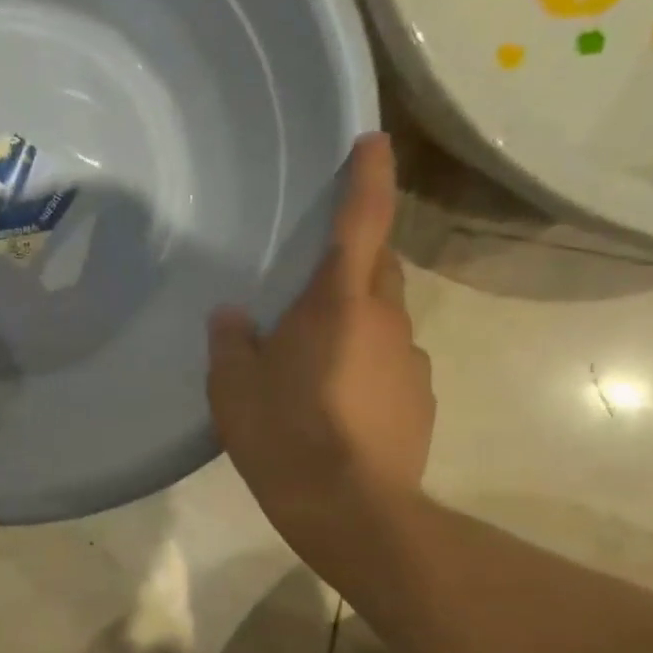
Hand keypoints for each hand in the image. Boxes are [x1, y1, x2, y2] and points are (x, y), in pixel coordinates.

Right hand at [208, 132, 434, 562]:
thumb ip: (231, 342)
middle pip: (378, 268)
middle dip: (355, 258)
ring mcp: (411, 362)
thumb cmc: (286, 435)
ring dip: (355, 321)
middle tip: (313, 279)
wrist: (352, 510)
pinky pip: (390, 363)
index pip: (361, 224)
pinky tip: (336, 400)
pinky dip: (366, 364)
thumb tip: (234, 317)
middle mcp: (387, 321)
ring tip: (314, 359)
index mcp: (339, 305)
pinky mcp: (421, 400)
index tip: (374, 141)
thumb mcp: (234, 388)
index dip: (368, 178)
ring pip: (384, 320)